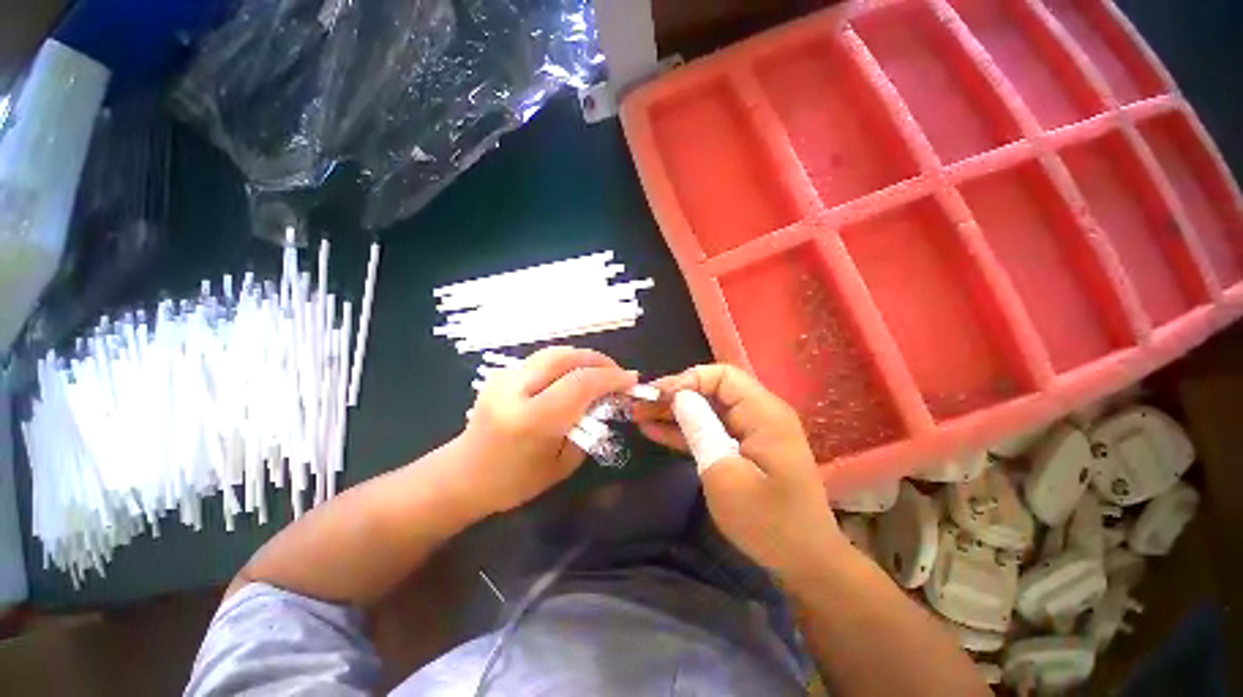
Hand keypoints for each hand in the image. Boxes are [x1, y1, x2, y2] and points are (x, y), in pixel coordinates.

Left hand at [456, 346, 636, 513]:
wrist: (463, 475)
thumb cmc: (515, 481)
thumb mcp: (563, 463)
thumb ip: (586, 426)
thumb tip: (605, 398)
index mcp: (532, 419)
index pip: (580, 383)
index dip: (611, 377)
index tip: (631, 380)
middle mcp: (515, 390)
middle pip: (566, 357)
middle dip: (598, 360)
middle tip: (617, 373)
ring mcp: (504, 377)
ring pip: (554, 352)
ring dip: (583, 358)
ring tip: (599, 372)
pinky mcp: (501, 373)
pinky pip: (543, 359)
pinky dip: (566, 362)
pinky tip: (574, 376)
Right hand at [634, 365, 843, 580]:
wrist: (804, 561)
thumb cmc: (768, 522)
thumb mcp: (726, 475)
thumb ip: (701, 430)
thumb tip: (678, 396)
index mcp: (763, 413)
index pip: (722, 376)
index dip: (687, 379)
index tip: (657, 395)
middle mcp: (758, 414)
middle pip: (711, 390)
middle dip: (674, 395)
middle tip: (639, 405)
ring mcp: (750, 432)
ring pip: (706, 409)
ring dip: (674, 412)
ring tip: (639, 415)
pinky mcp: (742, 448)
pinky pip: (710, 430)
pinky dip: (684, 430)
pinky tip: (654, 430)